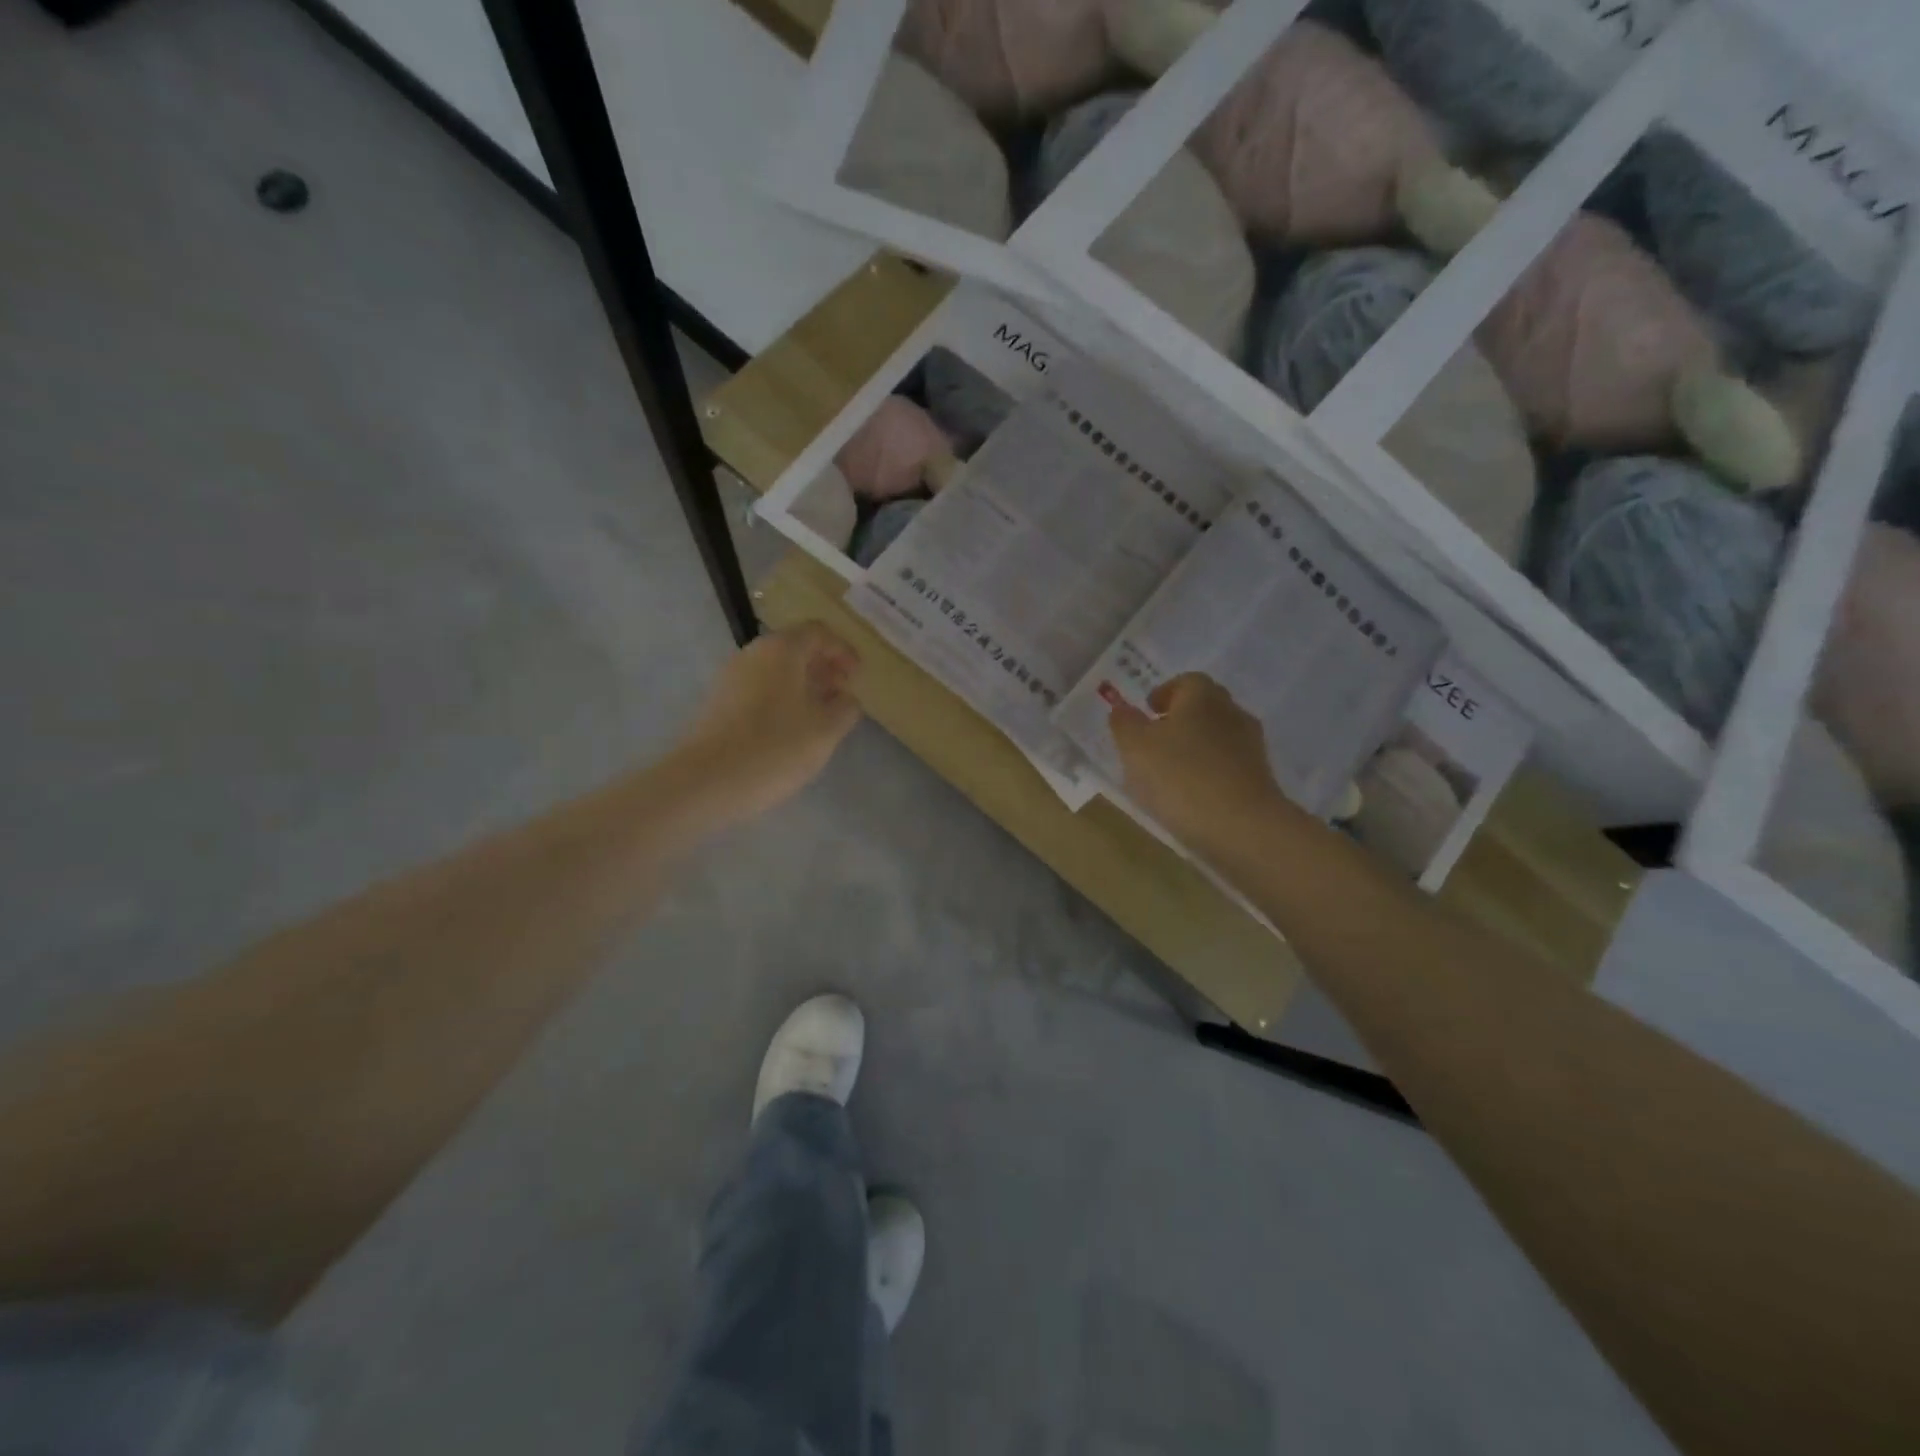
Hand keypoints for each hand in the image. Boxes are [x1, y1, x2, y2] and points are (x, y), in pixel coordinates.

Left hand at [675, 623, 863, 822]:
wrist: (706, 781)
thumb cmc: (775, 748)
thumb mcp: (826, 730)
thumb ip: (845, 708)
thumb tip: (846, 697)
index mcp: (782, 649)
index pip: (819, 632)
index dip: (844, 651)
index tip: (858, 676)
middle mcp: (753, 653)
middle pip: (795, 648)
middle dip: (823, 667)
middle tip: (842, 694)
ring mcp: (731, 677)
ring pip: (776, 670)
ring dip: (802, 685)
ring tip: (820, 716)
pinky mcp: (719, 703)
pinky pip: (759, 689)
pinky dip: (781, 699)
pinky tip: (791, 730)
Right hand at [1108, 673, 1285, 852]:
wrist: (1242, 826)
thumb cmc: (1181, 776)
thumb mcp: (1136, 748)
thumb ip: (1125, 724)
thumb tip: (1121, 708)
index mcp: (1202, 696)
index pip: (1186, 681)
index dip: (1164, 692)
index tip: (1148, 711)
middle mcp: (1231, 712)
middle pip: (1205, 706)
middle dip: (1181, 717)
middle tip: (1155, 739)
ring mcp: (1251, 746)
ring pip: (1218, 735)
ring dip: (1196, 746)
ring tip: (1171, 771)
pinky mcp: (1260, 777)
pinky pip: (1229, 764)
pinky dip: (1211, 770)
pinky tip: (1194, 793)